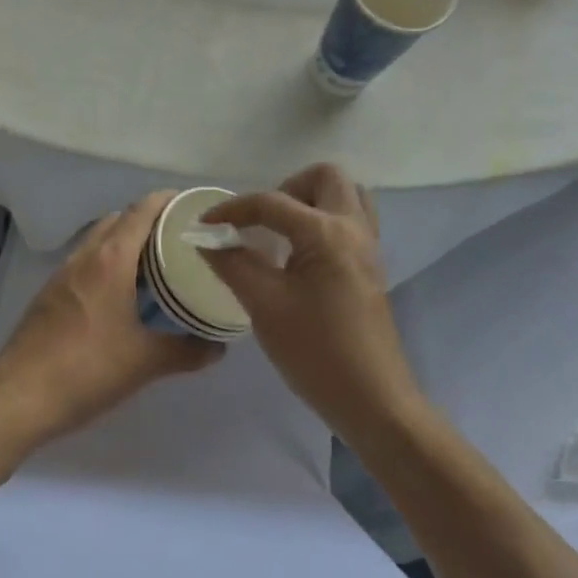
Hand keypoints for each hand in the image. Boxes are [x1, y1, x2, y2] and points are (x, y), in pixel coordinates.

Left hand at [0, 192, 222, 449]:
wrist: (19, 398)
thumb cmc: (87, 370)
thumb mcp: (144, 362)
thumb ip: (186, 351)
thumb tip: (218, 349)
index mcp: (111, 259)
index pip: (141, 210)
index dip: (167, 201)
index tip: (191, 205)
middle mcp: (85, 255)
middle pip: (119, 219)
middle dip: (149, 219)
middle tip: (179, 236)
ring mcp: (62, 273)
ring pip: (99, 239)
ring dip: (125, 240)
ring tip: (155, 261)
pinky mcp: (49, 293)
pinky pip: (85, 260)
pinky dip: (107, 260)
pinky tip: (120, 291)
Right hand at [200, 164, 422, 441]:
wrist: (373, 401)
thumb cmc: (316, 352)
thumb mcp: (264, 306)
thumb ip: (233, 263)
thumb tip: (206, 238)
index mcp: (326, 232)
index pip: (272, 202)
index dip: (233, 209)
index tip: (204, 224)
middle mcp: (353, 227)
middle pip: (325, 176)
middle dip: (287, 188)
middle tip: (263, 223)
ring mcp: (369, 246)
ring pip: (346, 194)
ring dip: (312, 200)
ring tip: (284, 233)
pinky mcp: (373, 266)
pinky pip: (354, 219)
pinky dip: (327, 220)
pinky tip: (303, 255)